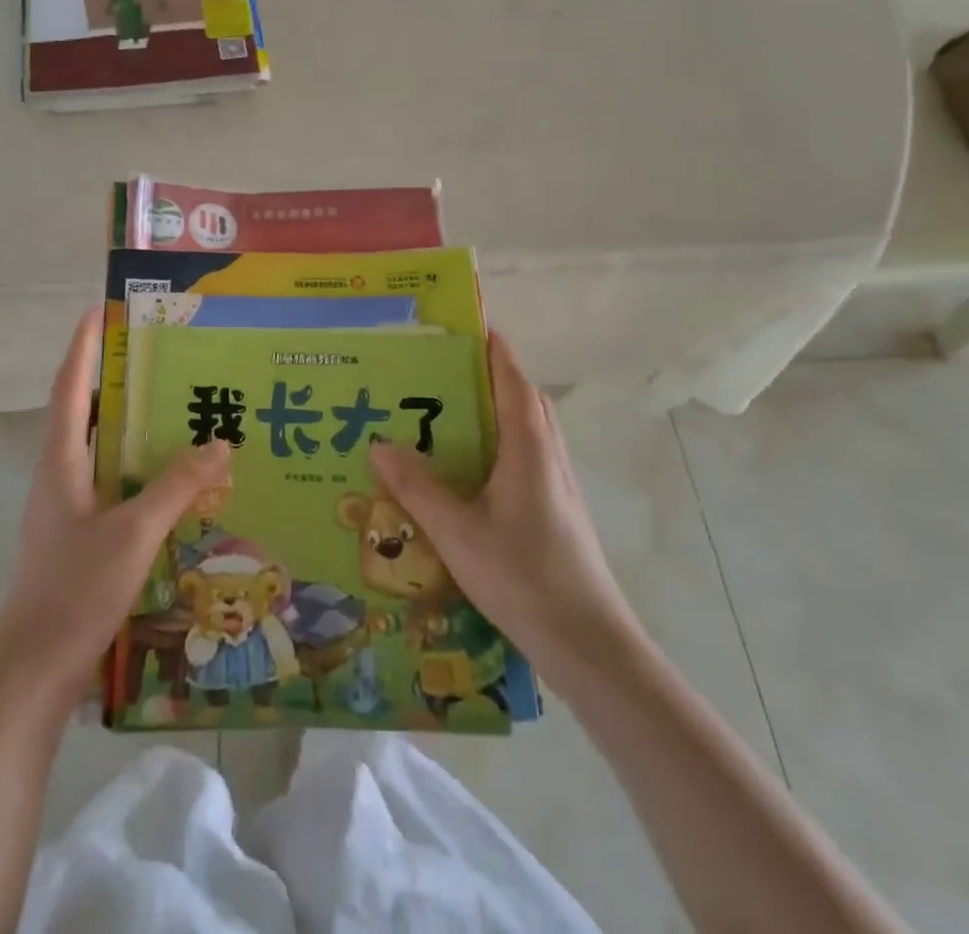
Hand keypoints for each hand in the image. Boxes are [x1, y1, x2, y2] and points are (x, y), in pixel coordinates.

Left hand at [0, 308, 230, 708]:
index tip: (101, 309)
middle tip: (158, 354)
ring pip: (100, 449)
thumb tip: (220, 444)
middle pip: (85, 411)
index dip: (83, 346)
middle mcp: (60, 475)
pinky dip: (137, 466)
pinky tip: (171, 477)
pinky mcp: (79, 535)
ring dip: (129, 424)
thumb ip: (176, 486)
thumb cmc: (75, 590)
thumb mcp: (133, 533)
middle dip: (114, 378)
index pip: (71, 388)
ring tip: (173, 405)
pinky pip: (111, 482)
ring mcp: (67, 507)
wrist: (33, 671)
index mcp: (61, 462)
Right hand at [372, 331, 636, 688]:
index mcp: (528, 448)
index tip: (467, 324)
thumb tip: (378, 443)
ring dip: (499, 407)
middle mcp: (548, 455)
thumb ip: (417, 487)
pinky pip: (529, 455)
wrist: (589, 645)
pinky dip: (503, 441)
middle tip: (445, 368)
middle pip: (525, 398)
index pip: (513, 380)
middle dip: (491, 374)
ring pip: (530, 428)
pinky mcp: (558, 509)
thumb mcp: (457, 533)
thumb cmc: (524, 577)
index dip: (494, 349)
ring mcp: (558, 484)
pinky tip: (472, 468)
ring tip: (452, 410)